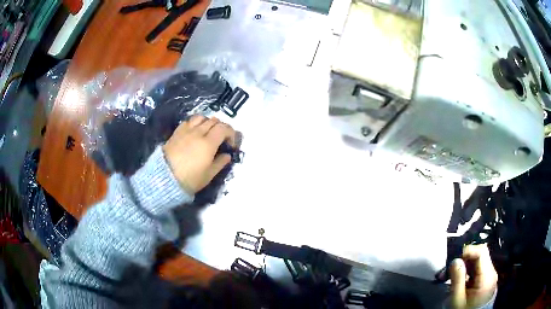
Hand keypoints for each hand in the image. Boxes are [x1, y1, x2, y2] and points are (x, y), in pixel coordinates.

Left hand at [163, 115, 236, 193]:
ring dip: (208, 122)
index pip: (224, 128)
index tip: (231, 145)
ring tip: (208, 133)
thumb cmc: (190, 179)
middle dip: (221, 128)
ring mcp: (186, 130)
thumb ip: (220, 163)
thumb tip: (227, 155)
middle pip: (214, 121)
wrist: (164, 178)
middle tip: (221, 139)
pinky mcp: (177, 132)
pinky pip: (189, 121)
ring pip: (202, 117)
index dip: (231, 134)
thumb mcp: (209, 175)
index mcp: (209, 143)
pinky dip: (196, 123)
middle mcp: (198, 132)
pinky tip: (195, 132)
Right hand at [450, 244, 497, 308]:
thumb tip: (455, 260)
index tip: (454, 259)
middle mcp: (492, 272)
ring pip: (480, 259)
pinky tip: (461, 278)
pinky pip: (479, 267)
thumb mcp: (457, 299)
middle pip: (481, 254)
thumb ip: (457, 279)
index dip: (468, 251)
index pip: (481, 252)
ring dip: (466, 263)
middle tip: (451, 267)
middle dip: (465, 258)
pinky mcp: (488, 277)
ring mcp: (491, 274)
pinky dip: (469, 269)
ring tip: (453, 274)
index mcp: (487, 277)